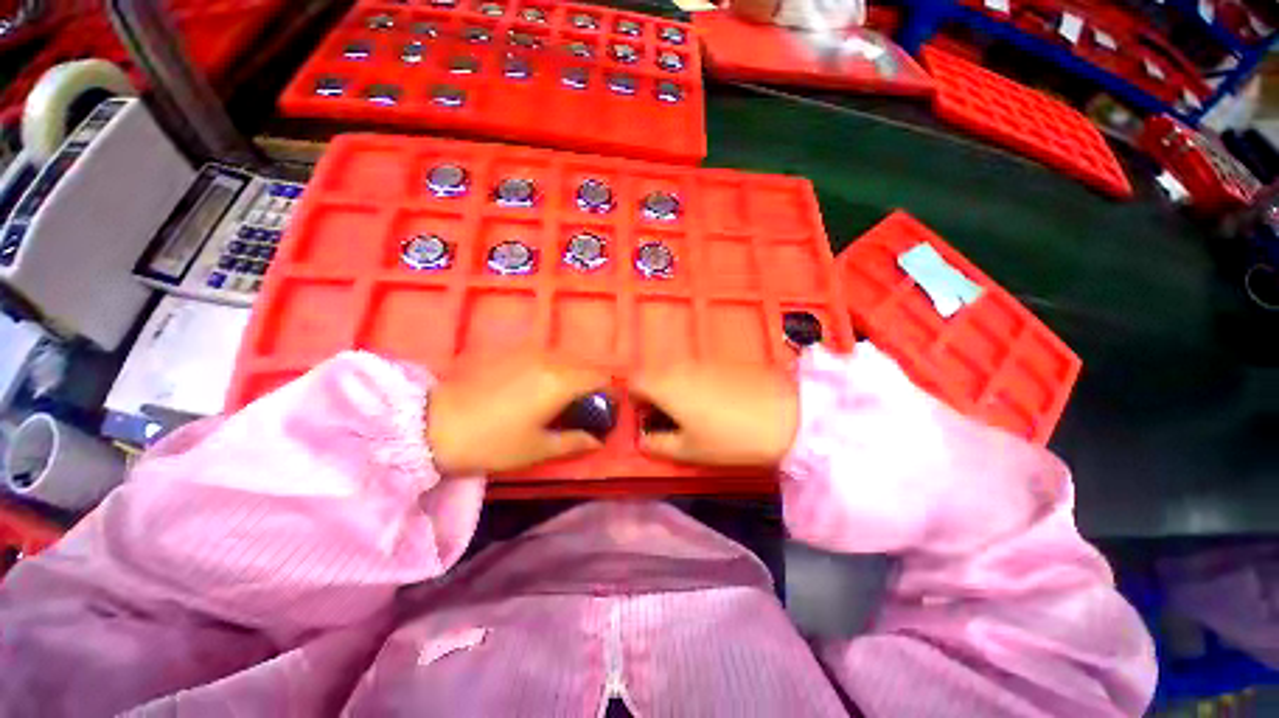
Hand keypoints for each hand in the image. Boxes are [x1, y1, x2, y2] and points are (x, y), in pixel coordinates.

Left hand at [426, 355, 610, 475]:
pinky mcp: (511, 351)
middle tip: (583, 409)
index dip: (609, 394)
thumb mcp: (538, 449)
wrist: (435, 424)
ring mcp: (529, 351)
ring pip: (566, 359)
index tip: (605, 411)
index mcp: (561, 381)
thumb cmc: (493, 442)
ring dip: (572, 375)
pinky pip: (546, 356)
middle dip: (592, 385)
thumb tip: (598, 440)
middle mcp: (550, 359)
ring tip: (561, 399)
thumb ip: (575, 441)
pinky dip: (554, 369)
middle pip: (585, 365)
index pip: (601, 378)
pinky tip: (537, 388)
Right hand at [631, 363, 799, 466]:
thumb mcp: (689, 451)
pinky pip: (696, 370)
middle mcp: (678, 366)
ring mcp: (702, 360)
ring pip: (675, 372)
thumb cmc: (729, 437)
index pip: (632, 381)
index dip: (633, 400)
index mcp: (663, 385)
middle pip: (653, 374)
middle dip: (654, 395)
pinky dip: (695, 384)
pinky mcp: (723, 361)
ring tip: (694, 414)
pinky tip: (716, 403)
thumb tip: (642, 439)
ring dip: (675, 389)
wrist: (785, 415)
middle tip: (669, 420)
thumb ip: (657, 445)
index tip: (647, 418)